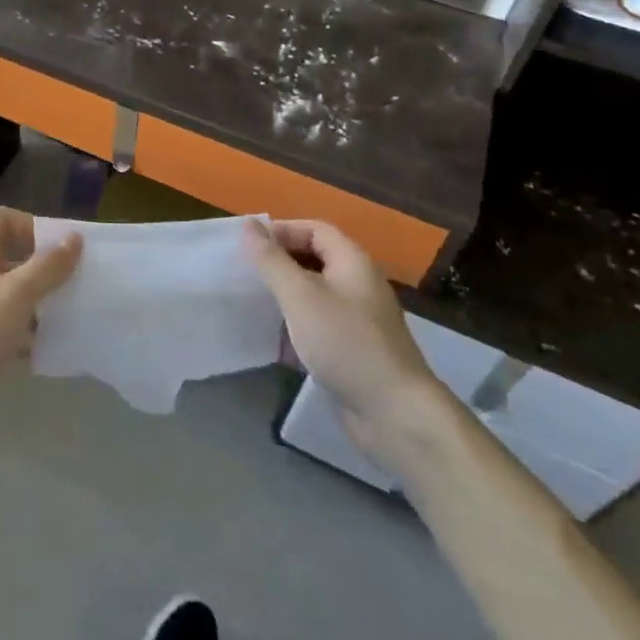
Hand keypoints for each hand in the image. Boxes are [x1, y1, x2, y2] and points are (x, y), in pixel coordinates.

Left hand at [0, 207, 81, 439]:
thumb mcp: (16, 296)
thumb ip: (47, 266)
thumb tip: (74, 237)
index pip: (0, 219)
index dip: (30, 226)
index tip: (57, 249)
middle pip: (6, 254)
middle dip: (39, 267)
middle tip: (69, 285)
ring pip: (5, 291)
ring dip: (33, 301)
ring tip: (62, 318)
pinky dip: (19, 330)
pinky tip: (40, 350)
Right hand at [245, 219, 442, 466]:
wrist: (394, 414)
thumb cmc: (345, 342)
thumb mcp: (301, 296)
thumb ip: (272, 260)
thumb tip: (249, 225)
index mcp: (352, 262)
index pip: (314, 229)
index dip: (282, 231)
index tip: (249, 246)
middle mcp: (357, 285)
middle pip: (314, 260)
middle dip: (279, 264)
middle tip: (245, 274)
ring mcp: (357, 320)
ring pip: (314, 296)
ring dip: (284, 297)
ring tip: (252, 304)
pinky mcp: (352, 351)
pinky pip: (318, 327)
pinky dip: (294, 329)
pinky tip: (271, 343)